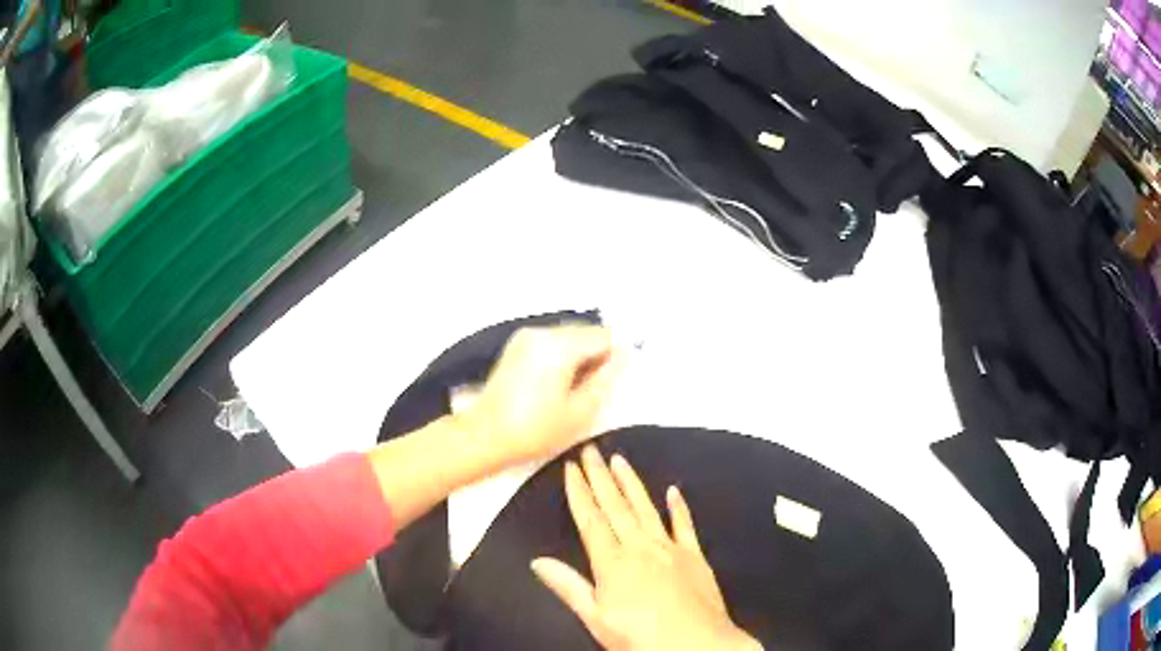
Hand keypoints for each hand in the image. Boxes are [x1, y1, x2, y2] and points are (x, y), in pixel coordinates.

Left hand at [460, 325, 623, 465]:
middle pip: (585, 332)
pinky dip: (561, 356)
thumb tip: (625, 355)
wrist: (484, 436)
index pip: (604, 335)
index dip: (614, 356)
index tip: (611, 382)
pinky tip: (556, 384)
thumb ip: (606, 379)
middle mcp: (542, 332)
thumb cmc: (535, 430)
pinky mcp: (516, 346)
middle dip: (596, 355)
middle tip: (592, 390)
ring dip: (579, 356)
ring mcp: (526, 336)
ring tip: (573, 390)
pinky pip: (551, 342)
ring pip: (568, 336)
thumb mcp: (580, 411)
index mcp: (560, 345)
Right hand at [532, 446, 762, 650]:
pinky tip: (673, 490)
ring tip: (620, 460)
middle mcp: (640, 547)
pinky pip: (685, 525)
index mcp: (612, 562)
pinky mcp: (695, 556)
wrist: (696, 645)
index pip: (590, 519)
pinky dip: (679, 507)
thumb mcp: (596, 618)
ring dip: (632, 483)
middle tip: (590, 450)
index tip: (570, 467)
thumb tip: (537, 560)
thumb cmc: (640, 637)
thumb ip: (568, 587)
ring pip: (646, 508)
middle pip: (616, 507)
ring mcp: (671, 548)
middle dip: (600, 477)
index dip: (579, 492)